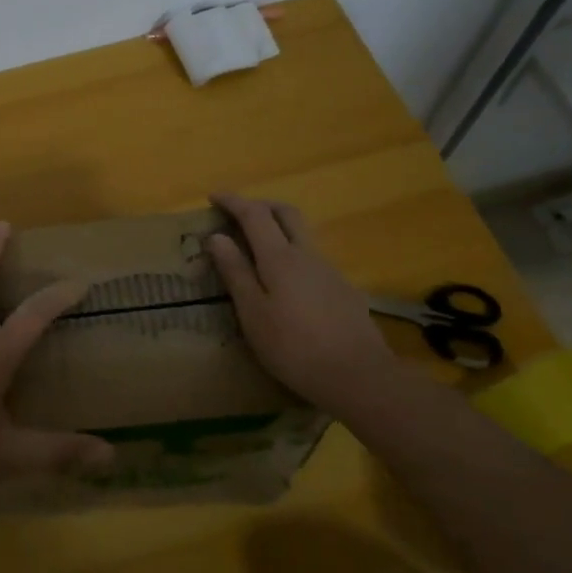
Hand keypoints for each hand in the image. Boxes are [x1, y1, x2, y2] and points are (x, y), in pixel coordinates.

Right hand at [206, 193, 397, 406]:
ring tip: (257, 245)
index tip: (213, 196)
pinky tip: (285, 280)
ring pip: (302, 233)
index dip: (233, 201)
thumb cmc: (293, 347)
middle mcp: (307, 254)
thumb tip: (216, 236)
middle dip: (260, 205)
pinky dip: (292, 251)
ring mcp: (329, 270)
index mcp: (280, 257)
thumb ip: (235, 272)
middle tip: (238, 213)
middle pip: (286, 213)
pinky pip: (312, 256)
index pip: (254, 214)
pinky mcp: (343, 289)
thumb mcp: (253, 313)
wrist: (359, 376)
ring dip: (278, 226)